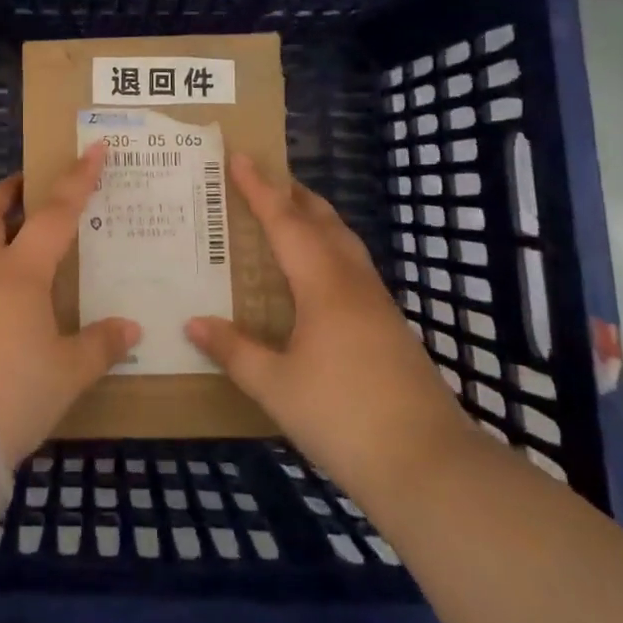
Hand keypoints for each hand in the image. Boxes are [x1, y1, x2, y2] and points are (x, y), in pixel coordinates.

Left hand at [0, 144, 140, 466]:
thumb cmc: (10, 392)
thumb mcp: (67, 374)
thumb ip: (99, 345)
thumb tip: (131, 328)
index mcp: (19, 272)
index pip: (55, 213)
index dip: (77, 180)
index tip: (94, 149)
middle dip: (7, 191)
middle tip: (26, 186)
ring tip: (10, 239)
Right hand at [186, 154, 469, 493]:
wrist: (429, 466)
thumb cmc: (343, 417)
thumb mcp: (276, 387)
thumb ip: (234, 351)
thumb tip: (192, 322)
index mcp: (323, 284)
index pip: (285, 221)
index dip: (260, 188)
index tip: (240, 156)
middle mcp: (352, 282)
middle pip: (322, 221)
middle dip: (293, 194)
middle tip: (264, 178)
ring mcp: (378, 303)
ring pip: (344, 241)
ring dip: (316, 218)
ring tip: (290, 214)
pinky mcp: (390, 326)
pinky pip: (353, 266)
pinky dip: (330, 248)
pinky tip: (319, 273)